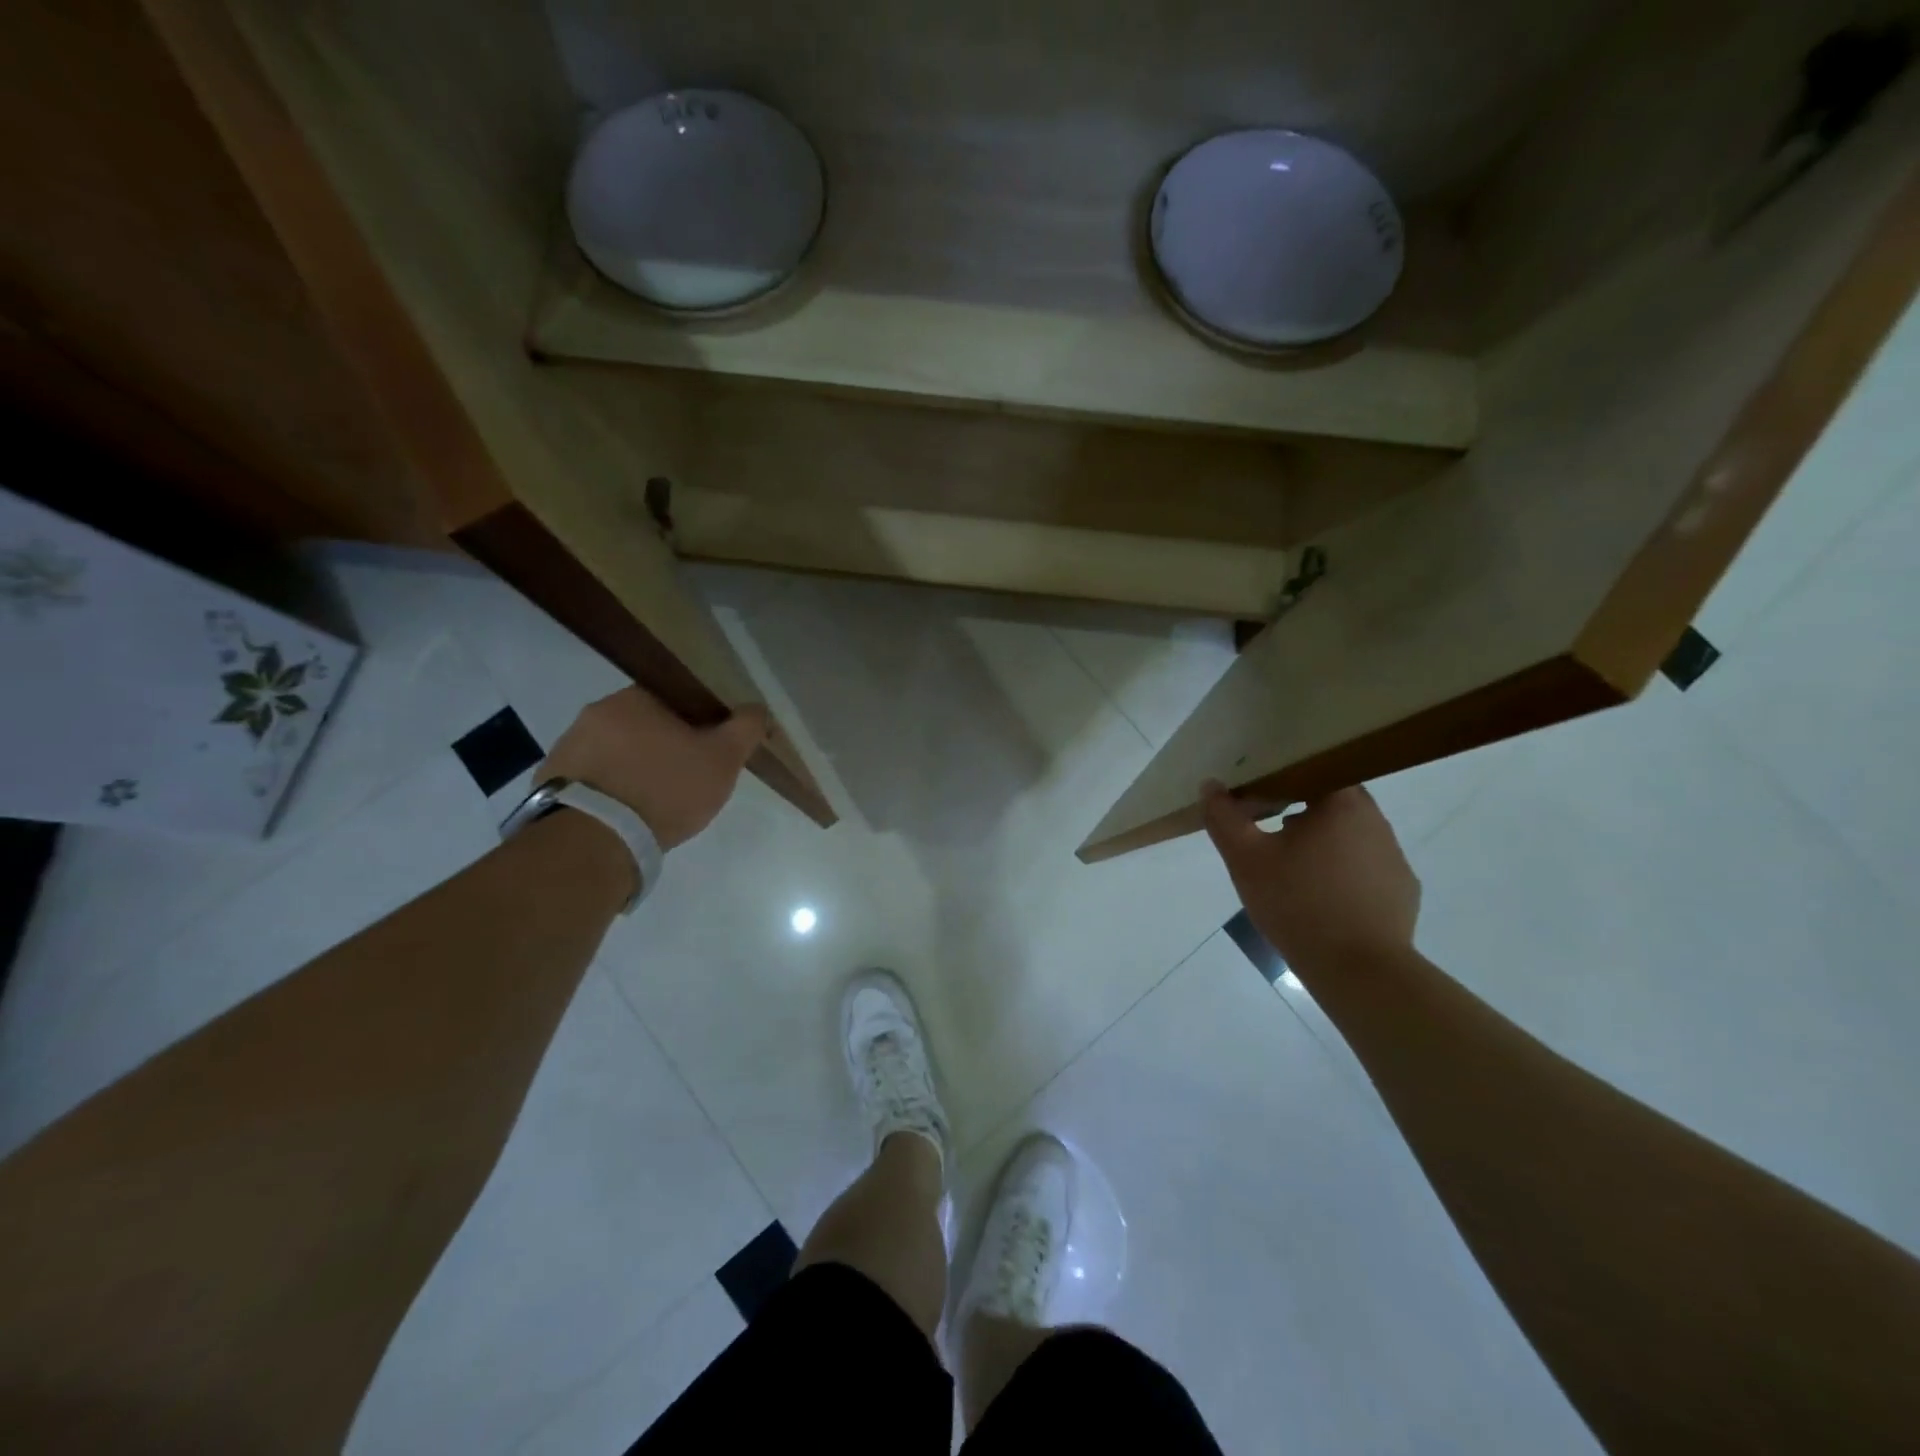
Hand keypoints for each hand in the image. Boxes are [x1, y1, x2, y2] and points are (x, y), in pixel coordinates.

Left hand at [541, 687, 769, 849]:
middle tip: (684, 781)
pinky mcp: (549, 781)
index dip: (696, 723)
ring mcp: (566, 747)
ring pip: (615, 752)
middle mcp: (594, 713)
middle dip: (664, 748)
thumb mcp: (722, 759)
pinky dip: (609, 792)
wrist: (594, 841)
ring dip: (633, 770)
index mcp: (634, 697)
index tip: (707, 751)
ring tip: (652, 805)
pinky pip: (591, 779)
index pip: (674, 699)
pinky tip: (624, 817)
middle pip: (643, 726)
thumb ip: (745, 728)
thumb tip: (757, 708)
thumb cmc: (664, 789)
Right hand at [1202, 783, 1420, 976]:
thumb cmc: (1298, 904)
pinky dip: (1342, 873)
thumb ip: (1224, 818)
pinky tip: (1320, 898)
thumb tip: (1210, 786)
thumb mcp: (1245, 859)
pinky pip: (1366, 868)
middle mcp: (1375, 822)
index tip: (1259, 795)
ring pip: (1350, 835)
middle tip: (1267, 831)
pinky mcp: (1401, 891)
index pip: (1315, 770)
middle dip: (1299, 810)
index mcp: (1341, 804)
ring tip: (1290, 868)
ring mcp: (1394, 857)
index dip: (1284, 777)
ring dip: (1321, 842)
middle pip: (1333, 801)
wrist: (1359, 971)